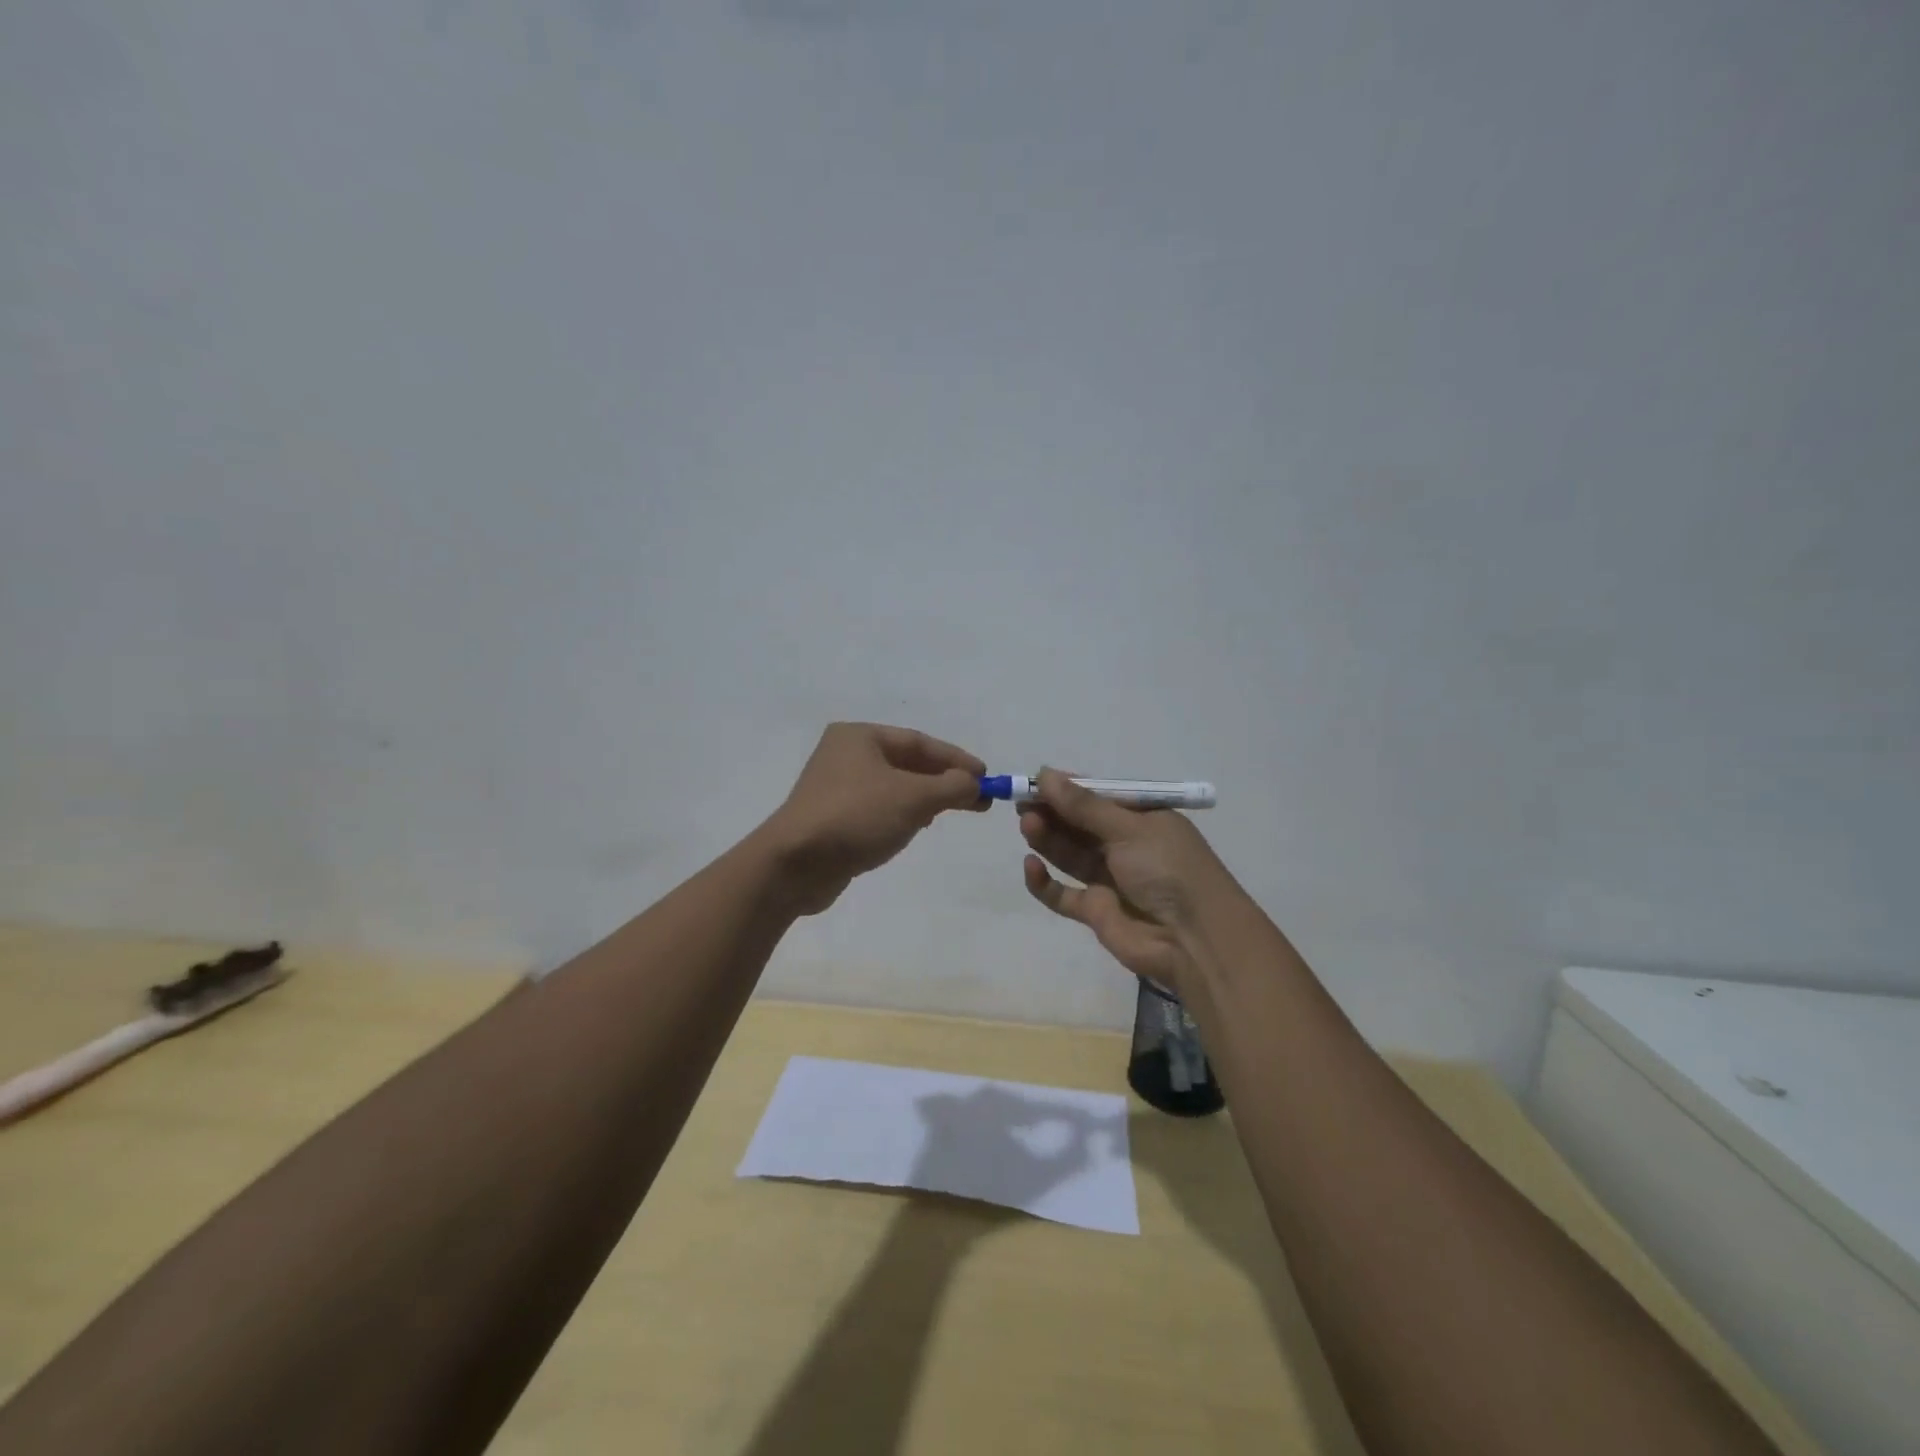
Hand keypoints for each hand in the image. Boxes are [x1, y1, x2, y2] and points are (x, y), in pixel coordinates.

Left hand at [761, 723, 986, 914]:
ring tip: (953, 812)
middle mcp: (845, 754)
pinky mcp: (833, 817)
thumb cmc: (856, 817)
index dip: (956, 759)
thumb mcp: (913, 797)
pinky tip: (917, 827)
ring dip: (926, 797)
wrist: (794, 864)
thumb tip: (974, 783)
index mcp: (860, 736)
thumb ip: (951, 786)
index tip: (986, 777)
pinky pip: (879, 807)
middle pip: (907, 762)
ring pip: (894, 786)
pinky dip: (903, 813)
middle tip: (978, 800)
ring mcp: (836, 787)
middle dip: (944, 780)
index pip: (919, 742)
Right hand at [1019, 768, 1243, 992]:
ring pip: (1068, 853)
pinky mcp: (1095, 911)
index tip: (1037, 781)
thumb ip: (1083, 806)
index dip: (1068, 789)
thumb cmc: (1168, 869)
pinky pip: (1062, 893)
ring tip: (1027, 824)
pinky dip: (1044, 882)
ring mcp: (1109, 879)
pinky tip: (1031, 866)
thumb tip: (1045, 773)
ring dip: (1047, 838)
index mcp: (1142, 819)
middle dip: (1052, 812)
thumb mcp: (1128, 828)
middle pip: (1079, 824)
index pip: (1098, 797)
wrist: (1194, 940)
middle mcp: (1124, 846)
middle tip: (1022, 803)